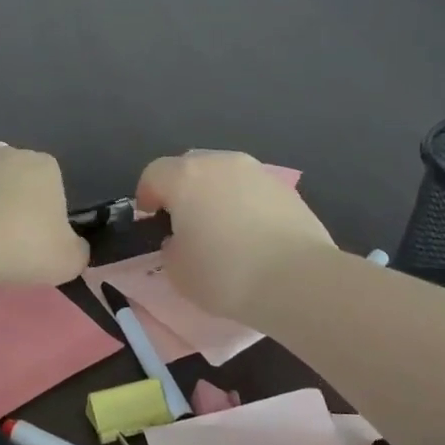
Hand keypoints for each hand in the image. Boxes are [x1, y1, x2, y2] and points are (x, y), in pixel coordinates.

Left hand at [0, 147, 88, 288]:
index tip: (41, 243)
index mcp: (43, 165)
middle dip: (14, 210)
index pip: (53, 186)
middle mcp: (5, 155)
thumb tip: (74, 248)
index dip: (49, 216)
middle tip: (12, 249)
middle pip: (15, 185)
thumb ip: (77, 251)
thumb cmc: (23, 245)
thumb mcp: (69, 260)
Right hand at [136, 151, 334, 318]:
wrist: (297, 280)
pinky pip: (252, 192)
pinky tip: (252, 236)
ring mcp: (258, 172)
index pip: (153, 174)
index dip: (147, 197)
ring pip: (225, 177)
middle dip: (183, 191)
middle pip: (191, 168)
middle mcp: (221, 163)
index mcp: (186, 177)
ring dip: (216, 196)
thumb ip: (171, 248)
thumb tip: (182, 240)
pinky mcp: (286, 190)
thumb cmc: (225, 274)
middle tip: (185, 225)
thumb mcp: (177, 272)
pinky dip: (245, 206)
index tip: (151, 222)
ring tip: (222, 231)